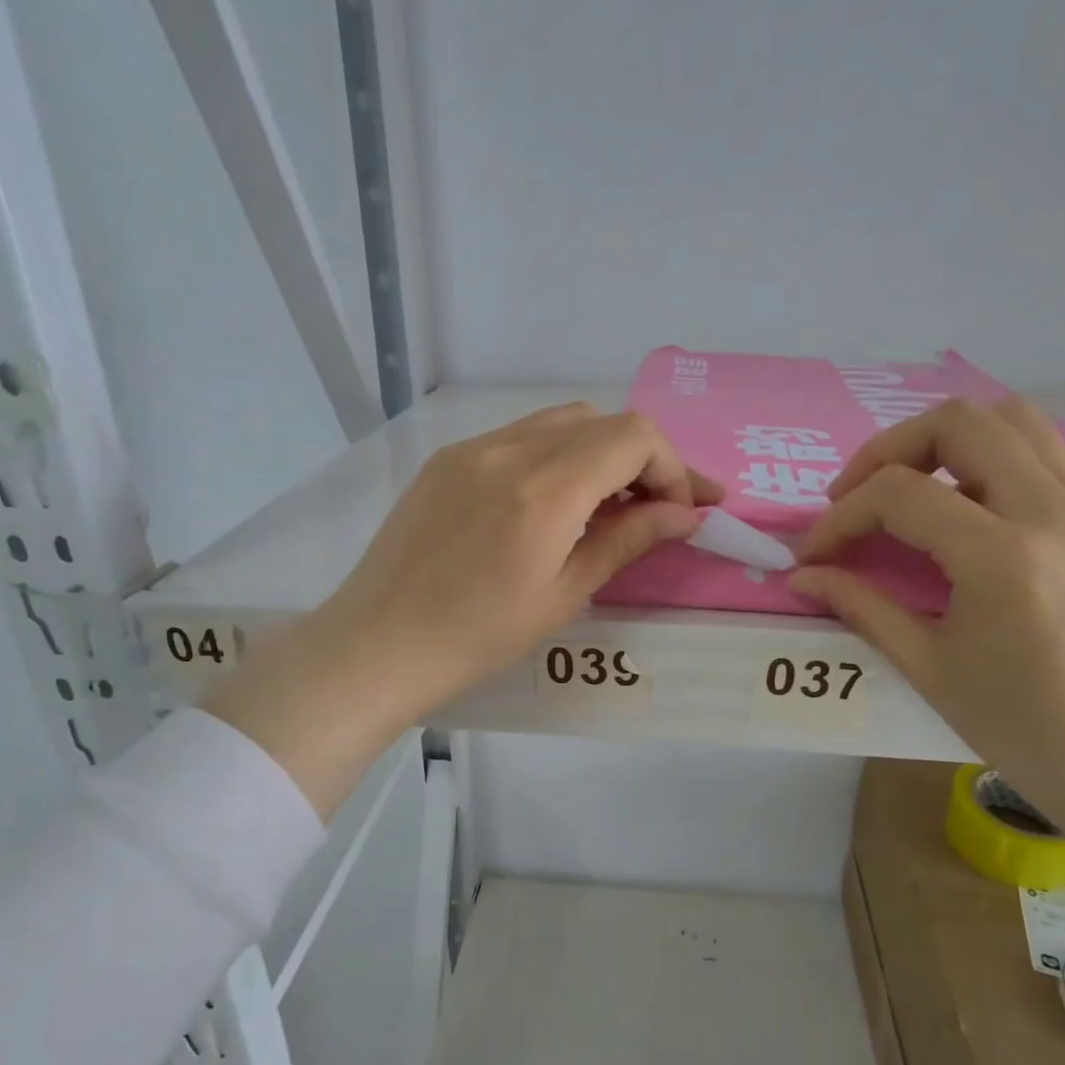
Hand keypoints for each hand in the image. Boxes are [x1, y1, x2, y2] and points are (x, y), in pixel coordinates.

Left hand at [205, 404, 718, 813]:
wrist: (379, 644)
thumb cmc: (478, 637)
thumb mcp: (563, 595)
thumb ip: (627, 541)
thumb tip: (685, 514)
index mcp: (543, 490)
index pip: (633, 437)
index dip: (672, 467)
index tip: (685, 510)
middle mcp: (508, 450)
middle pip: (602, 421)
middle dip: (643, 458)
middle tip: (657, 508)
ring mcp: (471, 448)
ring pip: (560, 422)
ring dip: (600, 452)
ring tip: (610, 503)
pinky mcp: (447, 459)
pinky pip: (519, 437)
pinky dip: (556, 455)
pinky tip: (552, 501)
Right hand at [789, 397, 1064, 811]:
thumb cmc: (1019, 725)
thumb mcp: (925, 666)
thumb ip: (859, 605)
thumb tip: (803, 577)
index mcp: (1003, 557)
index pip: (900, 494)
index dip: (842, 516)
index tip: (816, 554)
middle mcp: (1053, 512)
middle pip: (959, 422)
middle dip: (887, 450)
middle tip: (855, 496)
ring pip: (1011, 418)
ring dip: (943, 440)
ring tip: (908, 488)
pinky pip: (1043, 449)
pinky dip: (988, 455)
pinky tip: (961, 504)